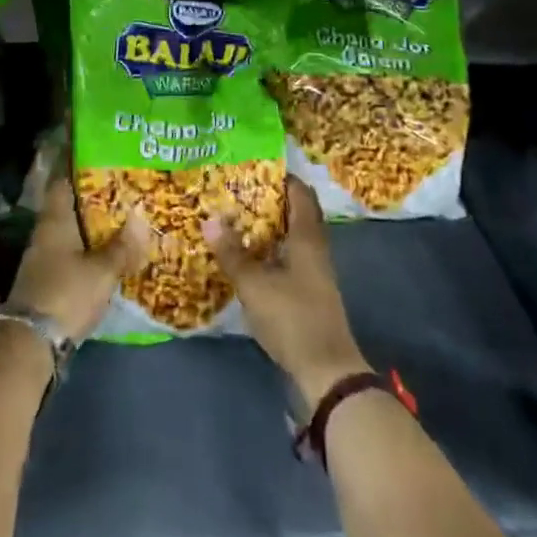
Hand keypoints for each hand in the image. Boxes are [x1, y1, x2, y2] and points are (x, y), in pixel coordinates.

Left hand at [7, 172, 148, 344]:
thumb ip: (123, 246)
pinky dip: (88, 253)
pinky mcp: (47, 282)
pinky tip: (107, 258)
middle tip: (125, 196)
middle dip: (94, 204)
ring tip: (123, 225)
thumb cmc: (66, 294)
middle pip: (70, 210)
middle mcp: (45, 234)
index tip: (105, 165)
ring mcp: (43, 260)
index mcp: (55, 221)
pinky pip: (70, 257)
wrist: (31, 342)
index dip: (81, 172)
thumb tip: (141, 214)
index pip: (64, 184)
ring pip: (71, 235)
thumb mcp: (102, 270)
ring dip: (92, 231)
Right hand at [205, 178, 369, 407]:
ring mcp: (314, 272)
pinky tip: (248, 255)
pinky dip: (270, 249)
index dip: (281, 176)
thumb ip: (232, 252)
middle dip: (269, 200)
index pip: (300, 193)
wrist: (326, 370)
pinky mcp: (308, 292)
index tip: (253, 165)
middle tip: (236, 190)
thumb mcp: (255, 284)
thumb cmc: (292, 318)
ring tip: (235, 218)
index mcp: (307, 237)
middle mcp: (314, 248)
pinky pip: (288, 257)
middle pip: (295, 213)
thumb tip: (209, 218)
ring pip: (291, 236)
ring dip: (268, 226)